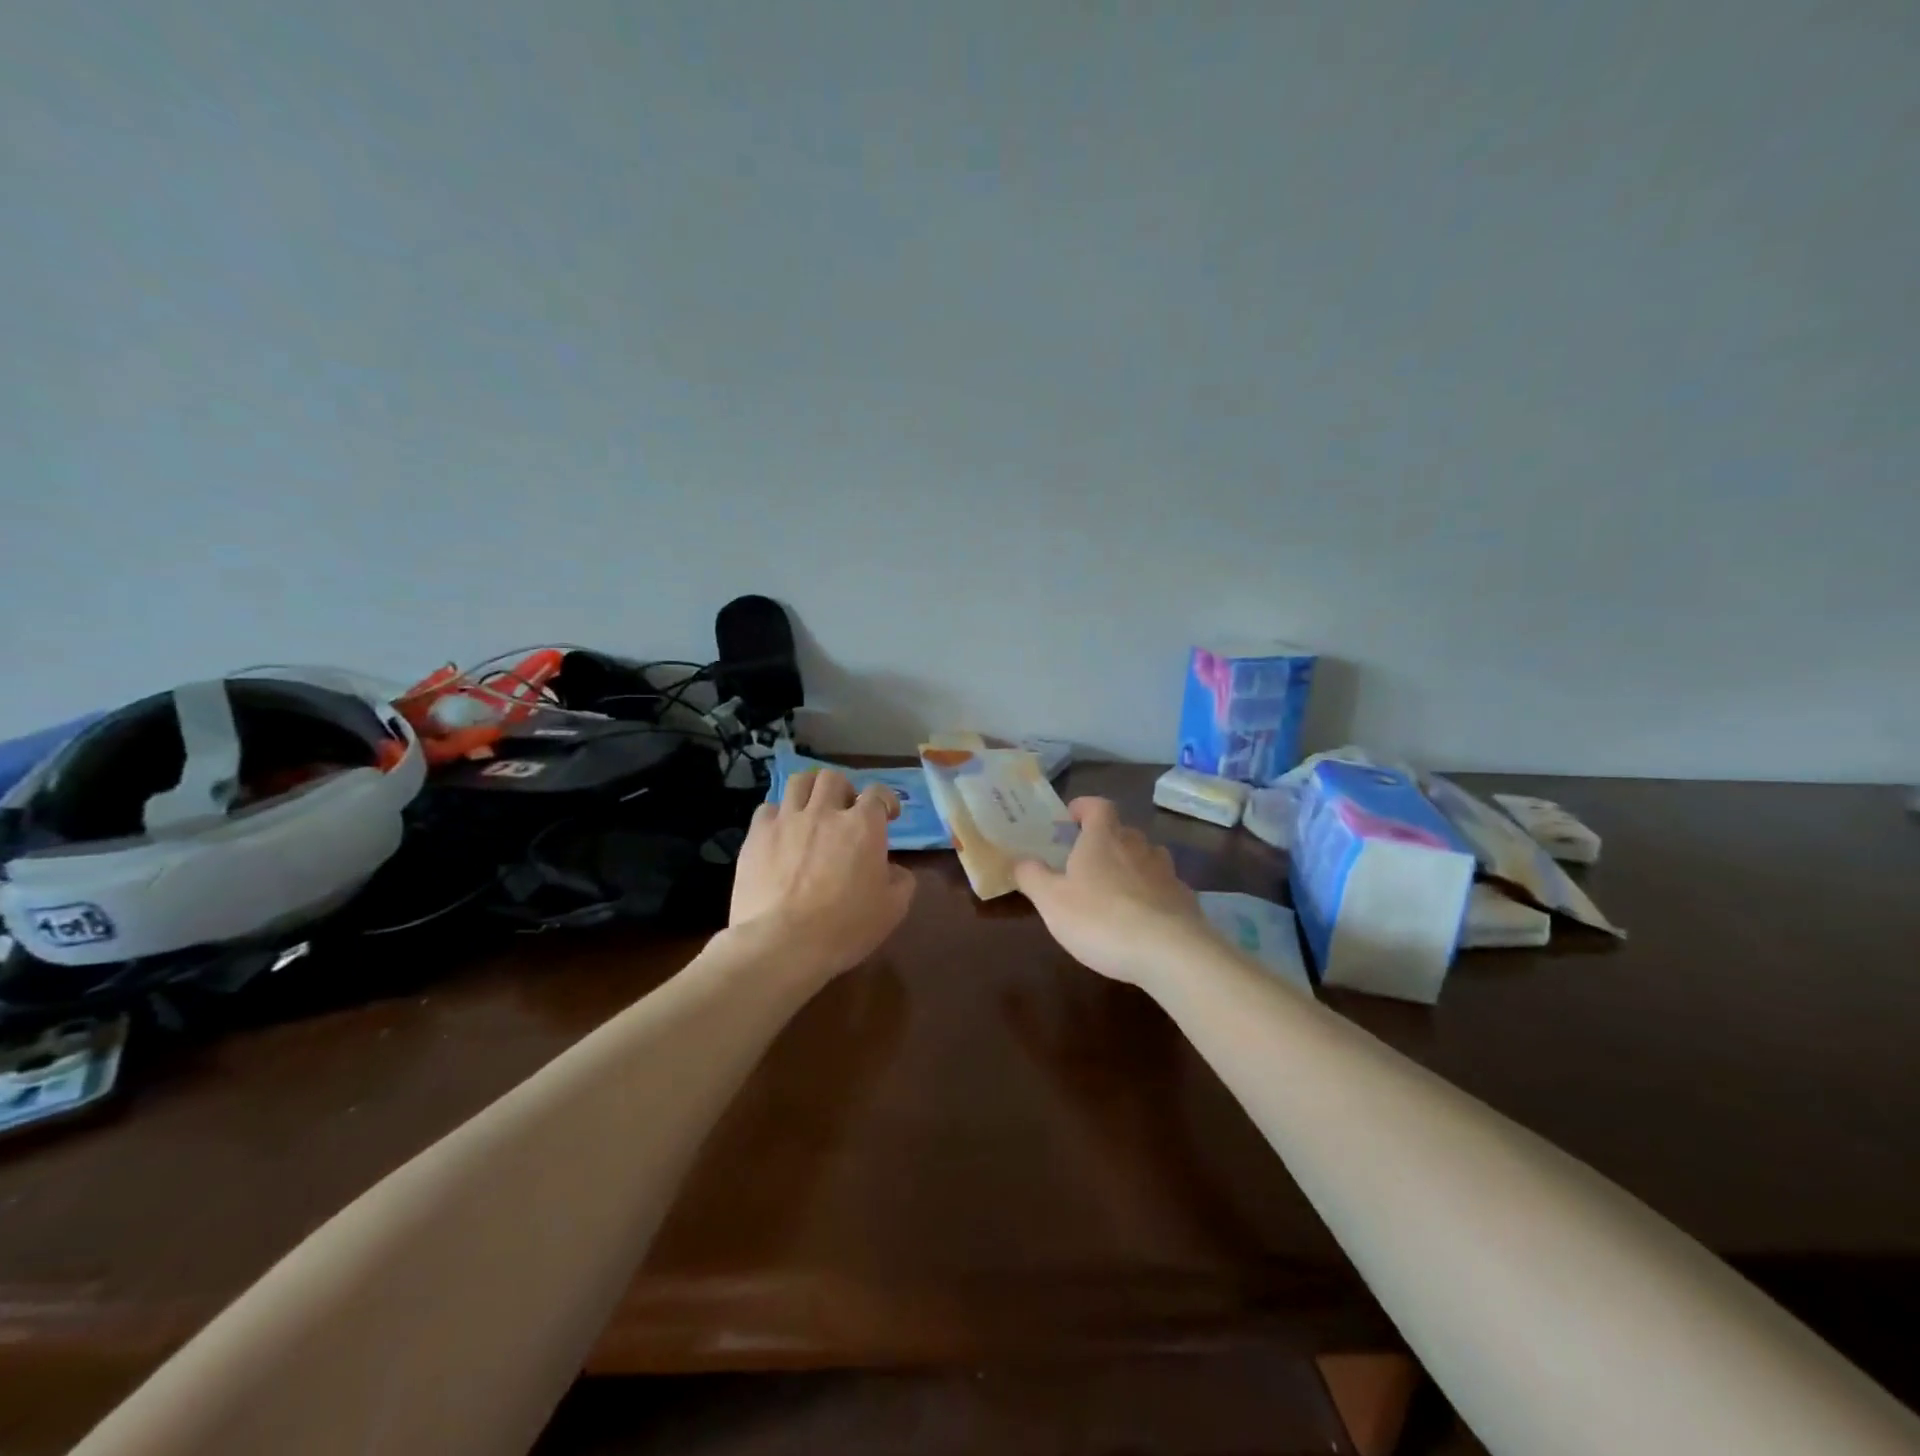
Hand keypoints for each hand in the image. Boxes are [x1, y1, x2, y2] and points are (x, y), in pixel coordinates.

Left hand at [727, 769, 916, 982]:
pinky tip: (781, 833)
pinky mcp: (757, 835)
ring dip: (810, 791)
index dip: (886, 800)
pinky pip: (768, 809)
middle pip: (834, 779)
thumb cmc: (844, 928)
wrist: (782, 943)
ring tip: (812, 809)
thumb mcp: (892, 910)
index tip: (888, 815)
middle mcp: (825, 812)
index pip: (878, 793)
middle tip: (845, 812)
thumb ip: (901, 881)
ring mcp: (788, 820)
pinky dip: (779, 815)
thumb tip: (893, 869)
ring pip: (800, 782)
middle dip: (844, 790)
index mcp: (863, 826)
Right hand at [1012, 798, 1215, 986]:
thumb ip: (1032, 876)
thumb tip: (1020, 860)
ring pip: (1147, 857)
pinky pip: (1164, 888)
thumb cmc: (1101, 919)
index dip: (1084, 807)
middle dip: (1105, 840)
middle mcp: (1138, 846)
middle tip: (1087, 861)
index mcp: (1103, 839)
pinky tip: (1143, 918)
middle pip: (1123, 831)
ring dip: (1131, 865)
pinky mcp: (1185, 900)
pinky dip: (1152, 895)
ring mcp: (1166, 872)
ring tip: (1115, 889)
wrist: (1170, 952)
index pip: (1098, 806)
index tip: (1070, 818)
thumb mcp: (1051, 901)